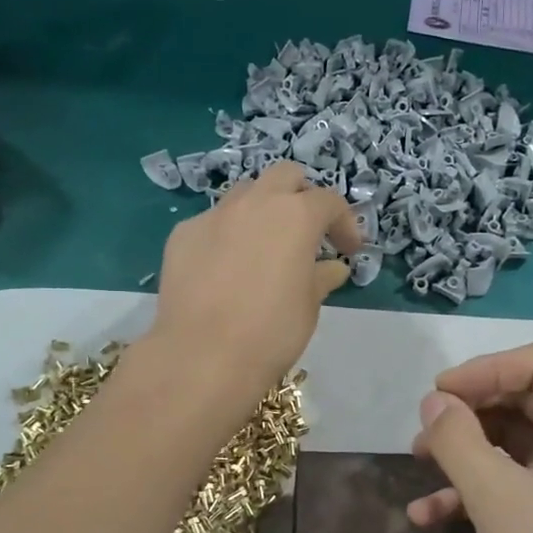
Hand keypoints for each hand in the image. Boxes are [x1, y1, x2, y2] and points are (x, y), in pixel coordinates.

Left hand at [149, 161, 361, 401]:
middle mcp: (255, 203)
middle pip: (285, 176)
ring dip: (263, 209)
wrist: (204, 356)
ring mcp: (214, 215)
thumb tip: (332, 268)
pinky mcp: (183, 234)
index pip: (329, 201)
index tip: (349, 251)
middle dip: (302, 196)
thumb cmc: (272, 331)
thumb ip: (321, 277)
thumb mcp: (309, 306)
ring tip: (265, 246)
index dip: (345, 223)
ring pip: (245, 193)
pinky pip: (213, 222)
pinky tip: (226, 269)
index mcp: (296, 216)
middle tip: (308, 231)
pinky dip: (228, 235)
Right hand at [408, 343, 532, 532]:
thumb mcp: (498, 498)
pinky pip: (521, 480)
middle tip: (424, 432)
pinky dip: (479, 489)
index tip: (438, 394)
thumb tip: (434, 401)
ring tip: (418, 465)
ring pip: (518, 442)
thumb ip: (458, 440)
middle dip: (470, 413)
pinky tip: (431, 514)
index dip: (485, 369)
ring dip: (467, 451)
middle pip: (527, 399)